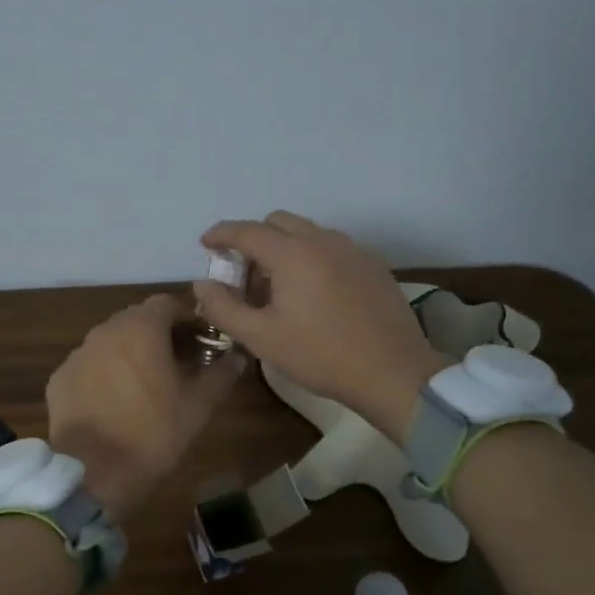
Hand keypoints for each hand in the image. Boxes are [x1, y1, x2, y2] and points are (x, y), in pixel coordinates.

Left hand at [47, 294, 240, 517]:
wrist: (93, 472)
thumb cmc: (153, 433)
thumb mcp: (199, 406)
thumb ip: (220, 374)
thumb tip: (236, 358)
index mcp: (141, 328)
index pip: (167, 304)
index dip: (187, 321)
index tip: (201, 345)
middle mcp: (105, 330)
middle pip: (137, 320)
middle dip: (159, 336)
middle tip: (177, 366)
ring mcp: (78, 354)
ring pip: (111, 342)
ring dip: (130, 354)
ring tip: (145, 386)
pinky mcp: (59, 378)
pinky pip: (89, 366)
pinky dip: (104, 375)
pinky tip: (113, 403)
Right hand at [193, 211, 443, 440]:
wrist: (392, 372)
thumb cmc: (320, 355)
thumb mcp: (261, 338)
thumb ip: (224, 307)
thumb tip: (203, 283)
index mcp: (293, 254)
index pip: (246, 230)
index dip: (221, 234)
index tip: (206, 244)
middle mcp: (323, 240)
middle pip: (277, 222)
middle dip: (253, 239)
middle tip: (243, 275)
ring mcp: (353, 250)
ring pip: (307, 233)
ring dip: (283, 248)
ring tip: (278, 287)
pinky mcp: (373, 265)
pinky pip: (331, 247)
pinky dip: (311, 257)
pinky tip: (312, 294)